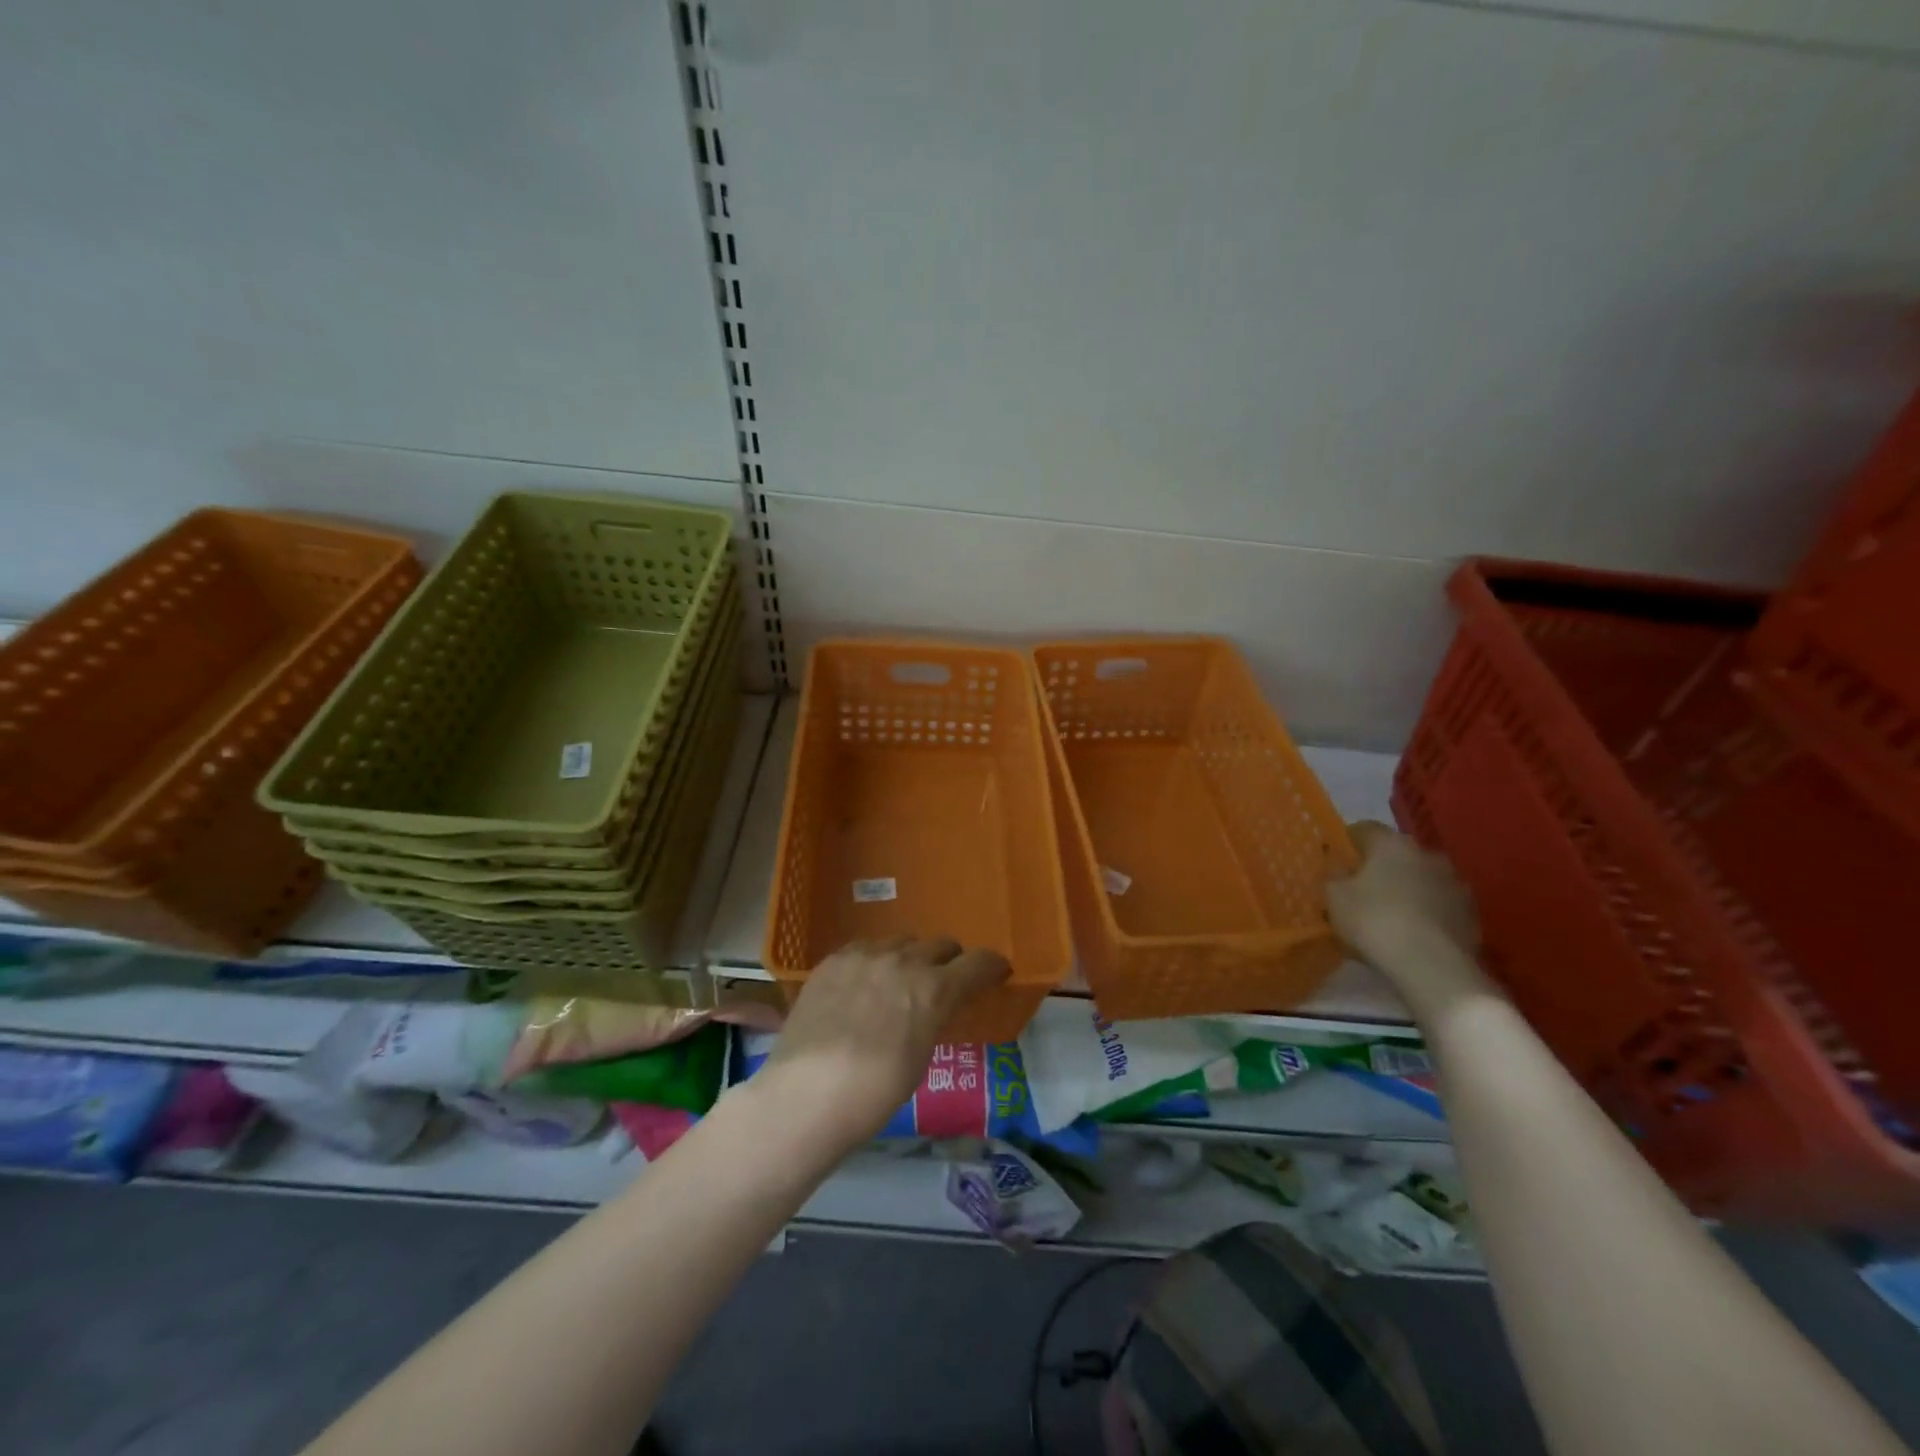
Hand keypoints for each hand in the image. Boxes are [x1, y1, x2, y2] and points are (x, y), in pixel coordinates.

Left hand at [750, 937, 1009, 1158]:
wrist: (807, 1093)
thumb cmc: (874, 1092)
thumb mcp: (920, 1058)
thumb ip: (931, 1020)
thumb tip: (929, 1010)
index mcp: (935, 989)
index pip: (978, 963)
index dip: (991, 967)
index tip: (995, 973)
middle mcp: (905, 961)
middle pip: (940, 944)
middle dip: (948, 961)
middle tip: (942, 981)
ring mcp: (865, 955)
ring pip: (901, 941)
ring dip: (909, 957)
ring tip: (897, 982)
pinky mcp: (833, 959)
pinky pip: (865, 947)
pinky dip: (874, 960)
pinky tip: (862, 983)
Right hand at [1326, 822, 1490, 1008]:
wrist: (1433, 967)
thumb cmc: (1374, 921)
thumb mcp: (1334, 896)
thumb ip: (1333, 875)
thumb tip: (1339, 866)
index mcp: (1392, 843)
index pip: (1363, 829)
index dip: (1346, 843)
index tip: (1334, 862)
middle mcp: (1427, 855)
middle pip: (1395, 855)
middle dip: (1378, 869)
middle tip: (1359, 891)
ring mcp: (1455, 885)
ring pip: (1420, 880)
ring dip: (1405, 891)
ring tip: (1387, 917)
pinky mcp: (1471, 915)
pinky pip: (1438, 906)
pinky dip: (1425, 914)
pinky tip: (1411, 935)